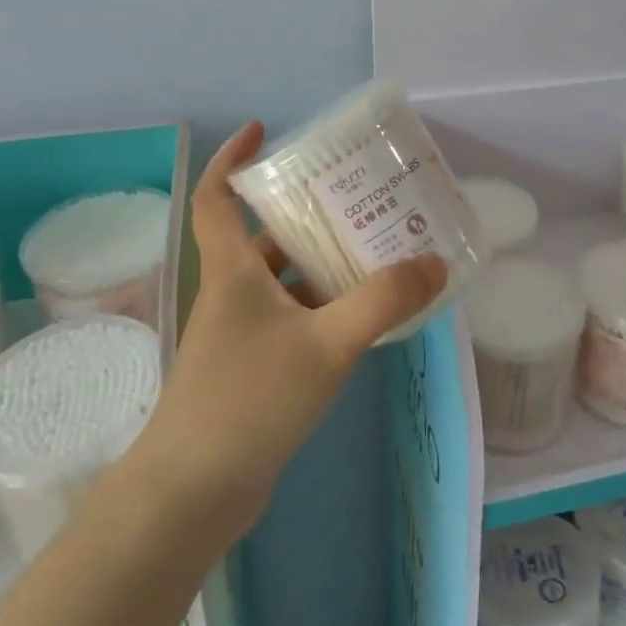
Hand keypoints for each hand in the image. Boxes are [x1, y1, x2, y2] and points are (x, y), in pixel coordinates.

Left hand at [128, 121, 446, 541]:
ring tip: (371, 250)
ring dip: (318, 264)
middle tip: (351, 196)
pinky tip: (360, 317)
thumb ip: (381, 302)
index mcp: (232, 271)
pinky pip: (290, 319)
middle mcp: (231, 293)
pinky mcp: (251, 369)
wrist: (192, 494)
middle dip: (302, 213)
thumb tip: (433, 262)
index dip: (230, 158)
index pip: (215, 196)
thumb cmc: (248, 401)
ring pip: (280, 281)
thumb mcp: (325, 344)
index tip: (261, 132)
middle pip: (262, 236)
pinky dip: (320, 308)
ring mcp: (238, 334)